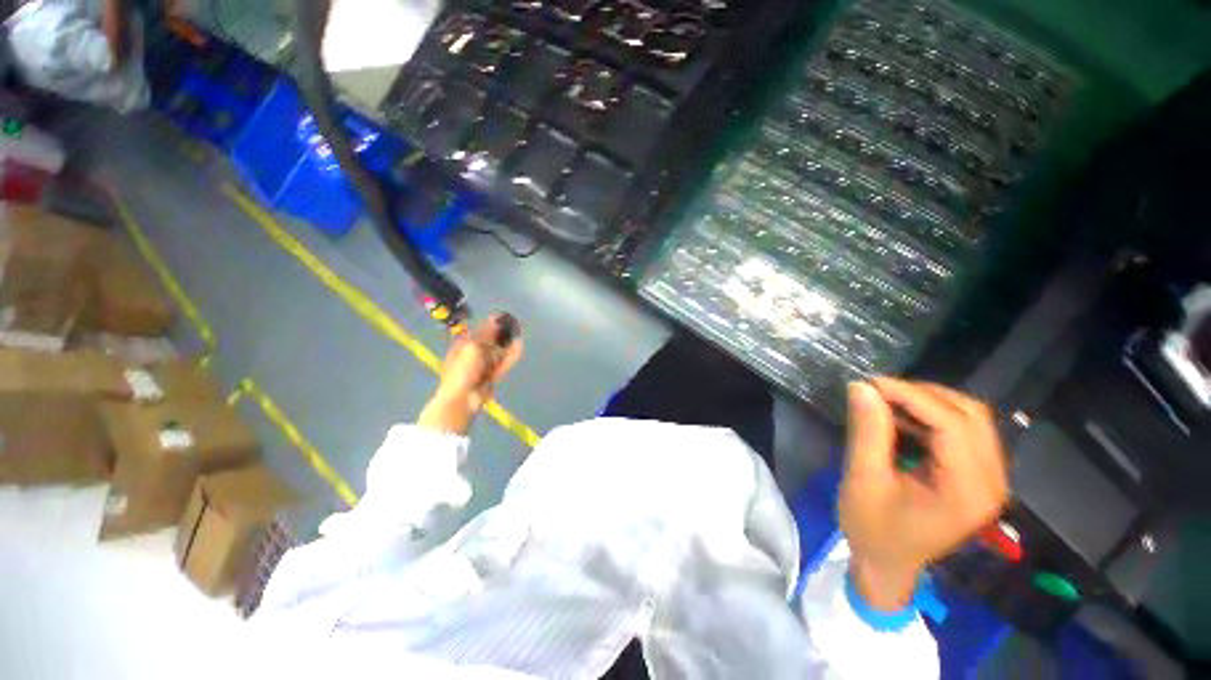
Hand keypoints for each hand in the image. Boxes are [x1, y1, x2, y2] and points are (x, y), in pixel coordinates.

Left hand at [418, 314, 523, 434]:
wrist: (462, 399)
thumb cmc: (462, 371)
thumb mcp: (473, 348)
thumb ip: (486, 335)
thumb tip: (495, 320)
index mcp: (462, 346)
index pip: (476, 331)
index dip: (488, 324)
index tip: (501, 317)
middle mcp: (471, 355)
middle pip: (488, 342)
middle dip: (500, 334)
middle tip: (513, 324)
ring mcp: (482, 367)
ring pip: (497, 352)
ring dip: (507, 343)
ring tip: (519, 333)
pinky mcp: (492, 376)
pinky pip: (503, 363)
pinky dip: (511, 355)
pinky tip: (519, 346)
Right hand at [839, 378, 1009, 610]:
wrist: (887, 565)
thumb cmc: (872, 529)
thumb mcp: (863, 480)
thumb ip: (867, 432)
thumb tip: (862, 387)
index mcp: (968, 490)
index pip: (953, 424)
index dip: (912, 396)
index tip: (871, 383)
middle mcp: (991, 481)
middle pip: (971, 415)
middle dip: (923, 395)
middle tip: (878, 391)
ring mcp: (989, 479)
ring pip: (970, 419)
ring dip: (928, 403)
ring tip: (886, 401)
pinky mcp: (977, 476)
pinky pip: (963, 431)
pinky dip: (931, 417)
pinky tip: (901, 419)